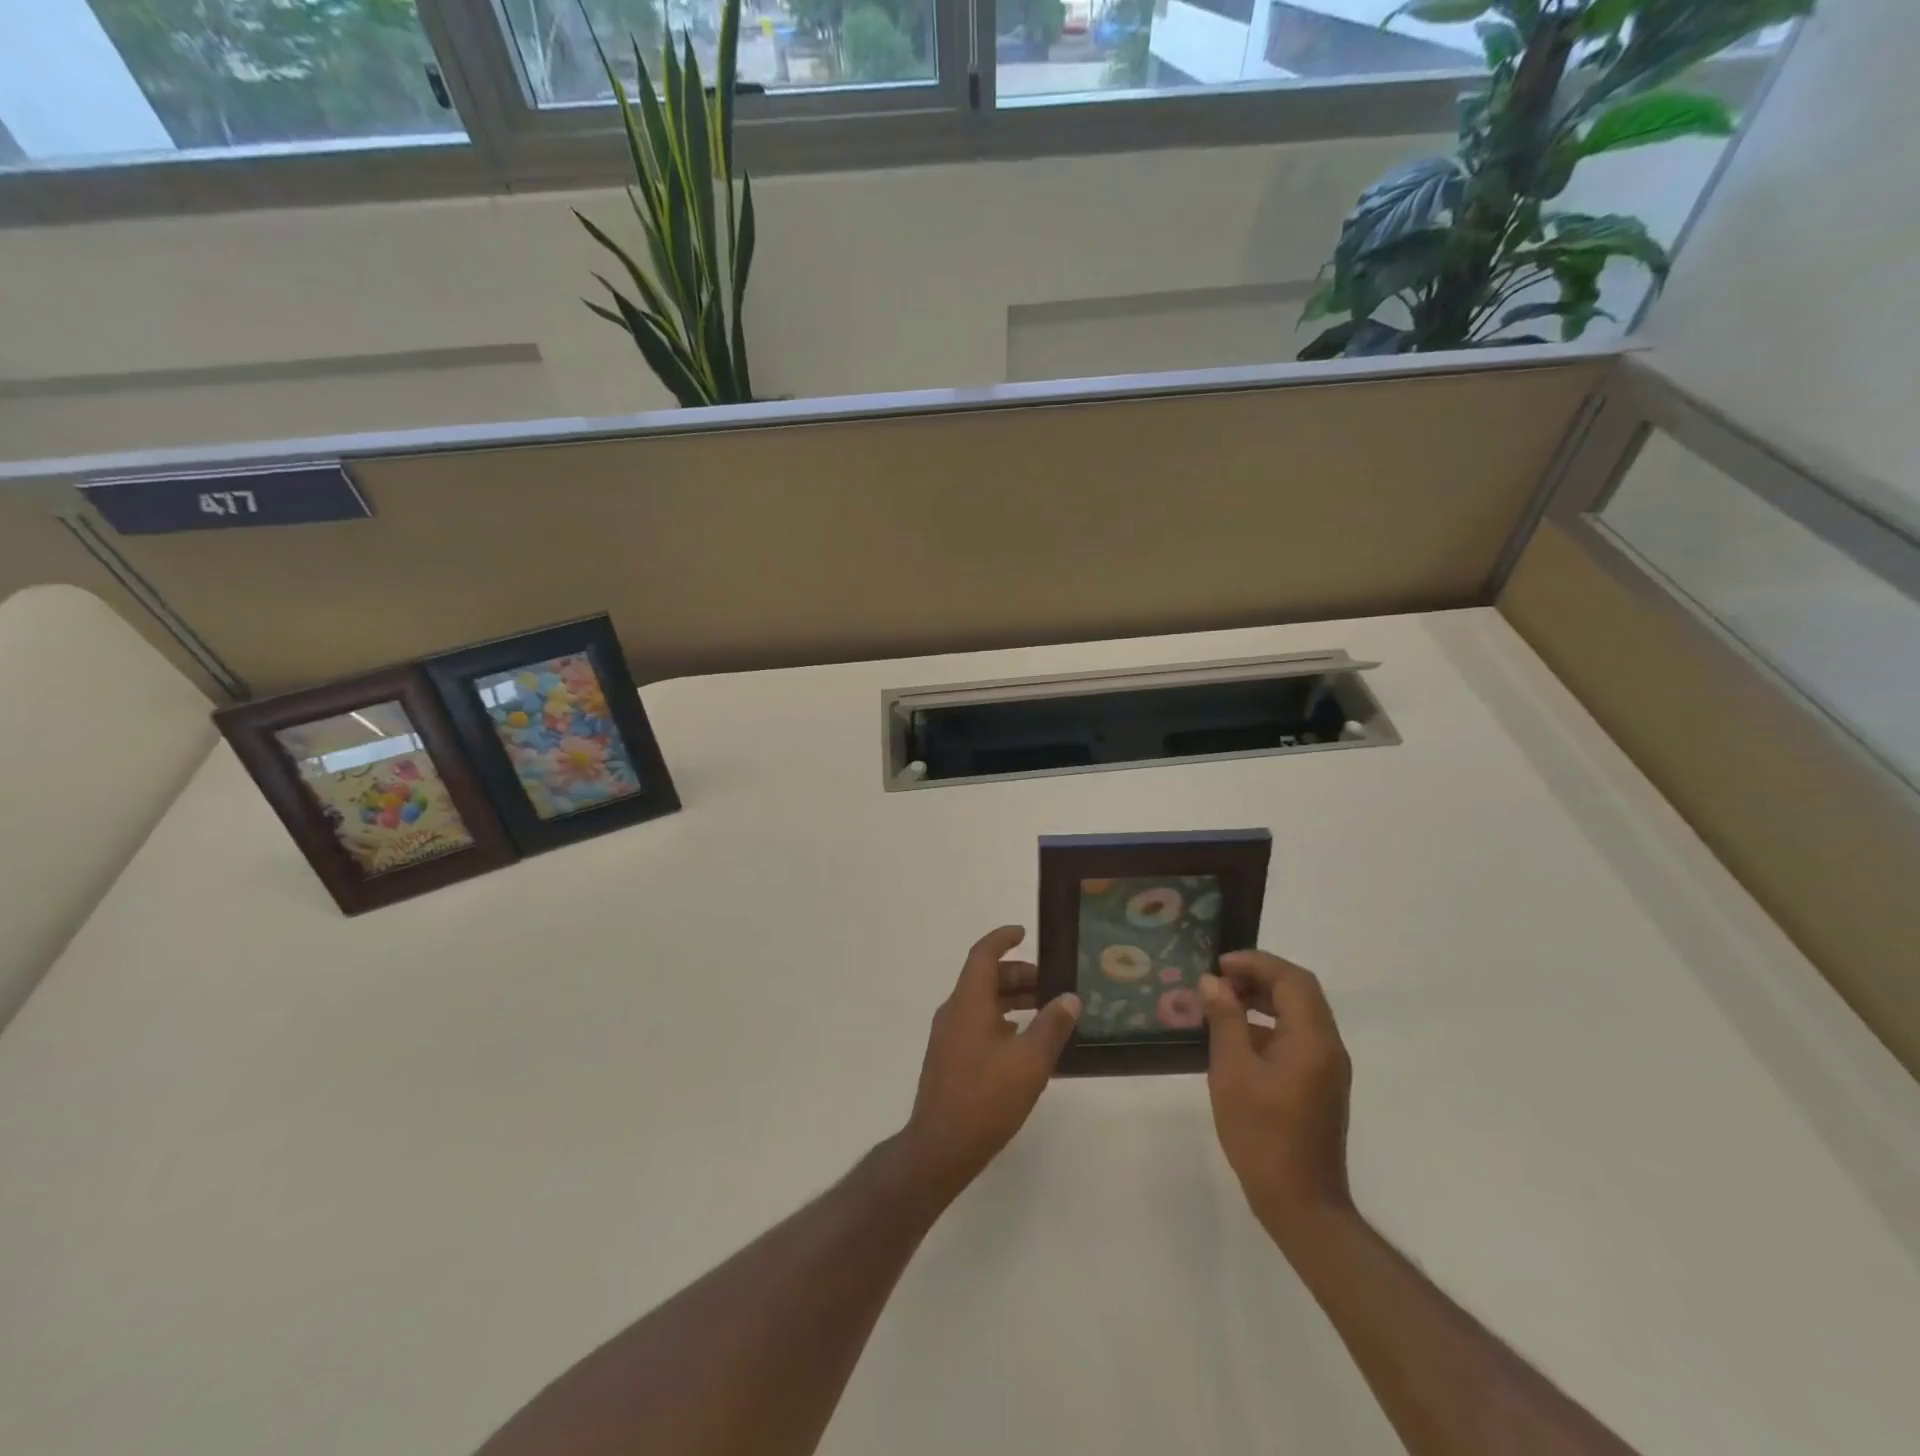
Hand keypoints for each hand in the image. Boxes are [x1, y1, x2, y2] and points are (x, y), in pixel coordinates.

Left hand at [899, 926, 1080, 1205]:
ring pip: (983, 1003)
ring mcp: (949, 1036)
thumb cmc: (986, 1098)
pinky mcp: (951, 1058)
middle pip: (986, 978)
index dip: (1003, 938)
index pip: (983, 954)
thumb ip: (1052, 1026)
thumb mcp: (1029, 1061)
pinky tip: (1027, 1044)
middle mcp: (955, 1011)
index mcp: (968, 1002)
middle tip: (1053, 986)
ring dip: (1013, 1000)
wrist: (940, 1148)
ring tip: (1047, 1013)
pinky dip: (1003, 1021)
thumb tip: (1070, 998)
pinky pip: (979, 1024)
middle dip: (1019, 976)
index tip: (1025, 933)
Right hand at [1201, 949, 1353, 1242]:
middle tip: (1219, 981)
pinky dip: (1268, 1025)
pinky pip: (1297, 1037)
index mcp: (1312, 1039)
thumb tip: (1214, 983)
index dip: (1256, 963)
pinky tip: (1236, 1039)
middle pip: (1299, 992)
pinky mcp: (1320, 1085)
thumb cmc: (1262, 1134)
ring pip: (1298, 1014)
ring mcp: (1327, 1068)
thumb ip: (1225, 1021)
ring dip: (1263, 1000)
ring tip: (1222, 1004)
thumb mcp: (1233, 1072)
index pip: (1292, 979)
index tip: (1219, 965)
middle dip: (1259, 977)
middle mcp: (1328, 1047)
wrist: (1301, 1203)